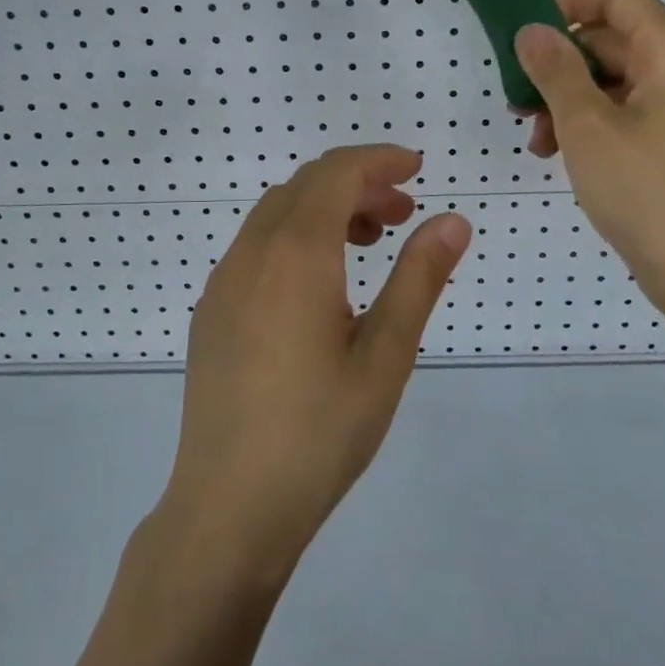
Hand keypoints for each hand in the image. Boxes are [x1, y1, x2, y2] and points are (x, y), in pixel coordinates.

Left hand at [158, 144, 471, 579]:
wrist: (229, 505)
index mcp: (296, 253)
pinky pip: (256, 246)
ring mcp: (223, 281)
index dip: (379, 160)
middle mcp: (252, 252)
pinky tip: (320, 285)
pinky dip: (294, 237)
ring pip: (277, 214)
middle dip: (357, 184)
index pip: (337, 173)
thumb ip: (419, 278)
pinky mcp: (211, 310)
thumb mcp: (385, 355)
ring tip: (368, 243)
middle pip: (306, 186)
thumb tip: (453, 220)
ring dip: (324, 209)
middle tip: (403, 214)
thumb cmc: (319, 431)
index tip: (417, 168)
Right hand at [515, 0, 664, 301]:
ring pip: (609, 79)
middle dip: (557, 62)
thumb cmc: (646, 190)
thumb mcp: (587, 125)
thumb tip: (531, 30)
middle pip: (609, 38)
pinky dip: (584, 122)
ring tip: (532, 134)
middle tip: (515, 93)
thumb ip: (556, 70)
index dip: (566, 1)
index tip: (520, 27)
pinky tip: (554, 152)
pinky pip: (620, 110)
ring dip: (564, 97)